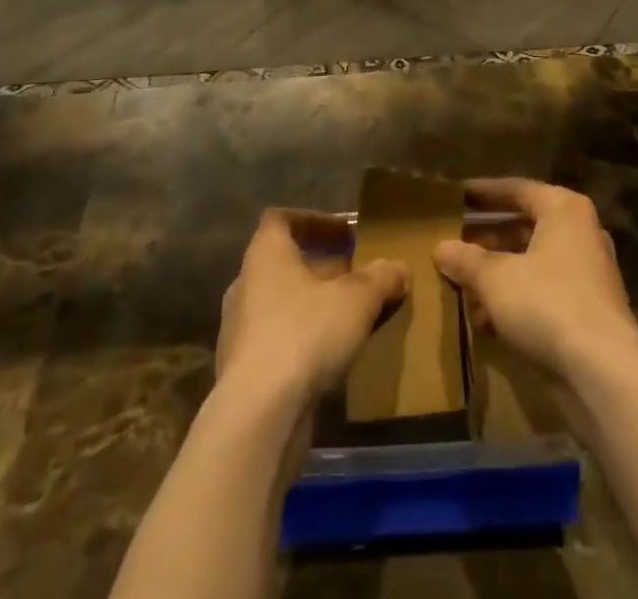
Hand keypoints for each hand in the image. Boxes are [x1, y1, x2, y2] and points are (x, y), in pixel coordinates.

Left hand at [216, 210, 408, 409]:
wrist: (258, 417)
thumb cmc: (305, 334)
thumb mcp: (357, 299)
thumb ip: (380, 278)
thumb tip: (399, 268)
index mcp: (265, 254)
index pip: (281, 219)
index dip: (314, 220)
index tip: (346, 233)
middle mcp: (245, 285)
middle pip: (284, 263)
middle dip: (321, 267)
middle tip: (355, 276)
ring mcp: (239, 331)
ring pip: (280, 304)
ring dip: (312, 306)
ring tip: (349, 319)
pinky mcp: (242, 373)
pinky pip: (276, 342)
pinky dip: (302, 341)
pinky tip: (330, 358)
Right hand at [433, 179, 637, 381]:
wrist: (604, 372)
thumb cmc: (547, 303)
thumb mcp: (495, 278)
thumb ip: (466, 260)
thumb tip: (441, 248)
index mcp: (564, 209)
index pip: (516, 189)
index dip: (482, 193)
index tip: (454, 197)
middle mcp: (580, 233)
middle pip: (524, 226)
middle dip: (487, 238)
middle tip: (453, 242)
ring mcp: (588, 274)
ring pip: (532, 262)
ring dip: (497, 273)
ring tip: (462, 285)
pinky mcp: (588, 311)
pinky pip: (543, 293)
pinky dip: (515, 300)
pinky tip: (484, 321)